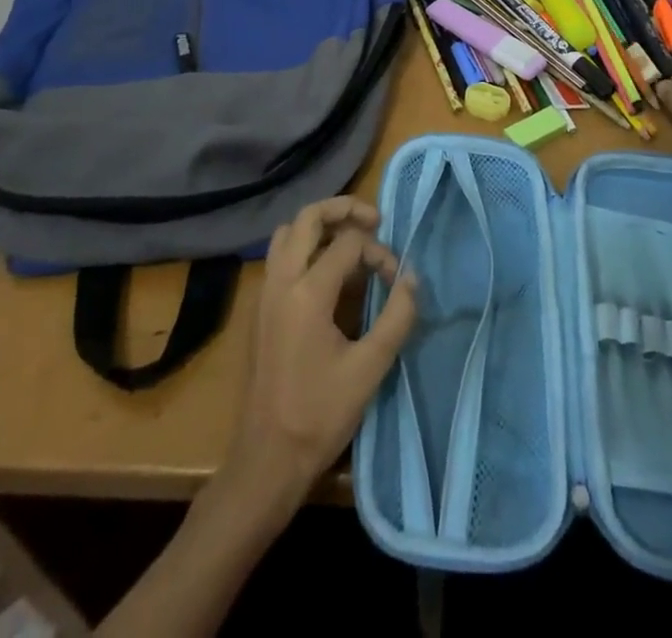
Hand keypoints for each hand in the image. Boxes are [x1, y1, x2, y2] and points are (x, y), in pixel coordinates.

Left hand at [224, 197, 418, 511]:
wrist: (266, 461)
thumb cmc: (319, 416)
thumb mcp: (370, 368)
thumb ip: (396, 317)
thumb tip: (412, 278)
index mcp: (307, 292)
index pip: (348, 243)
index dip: (379, 252)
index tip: (396, 280)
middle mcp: (280, 281)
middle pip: (308, 217)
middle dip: (343, 209)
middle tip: (374, 220)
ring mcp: (265, 293)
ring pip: (288, 232)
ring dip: (320, 226)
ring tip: (351, 239)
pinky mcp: (260, 308)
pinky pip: (280, 255)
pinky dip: (305, 246)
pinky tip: (328, 271)